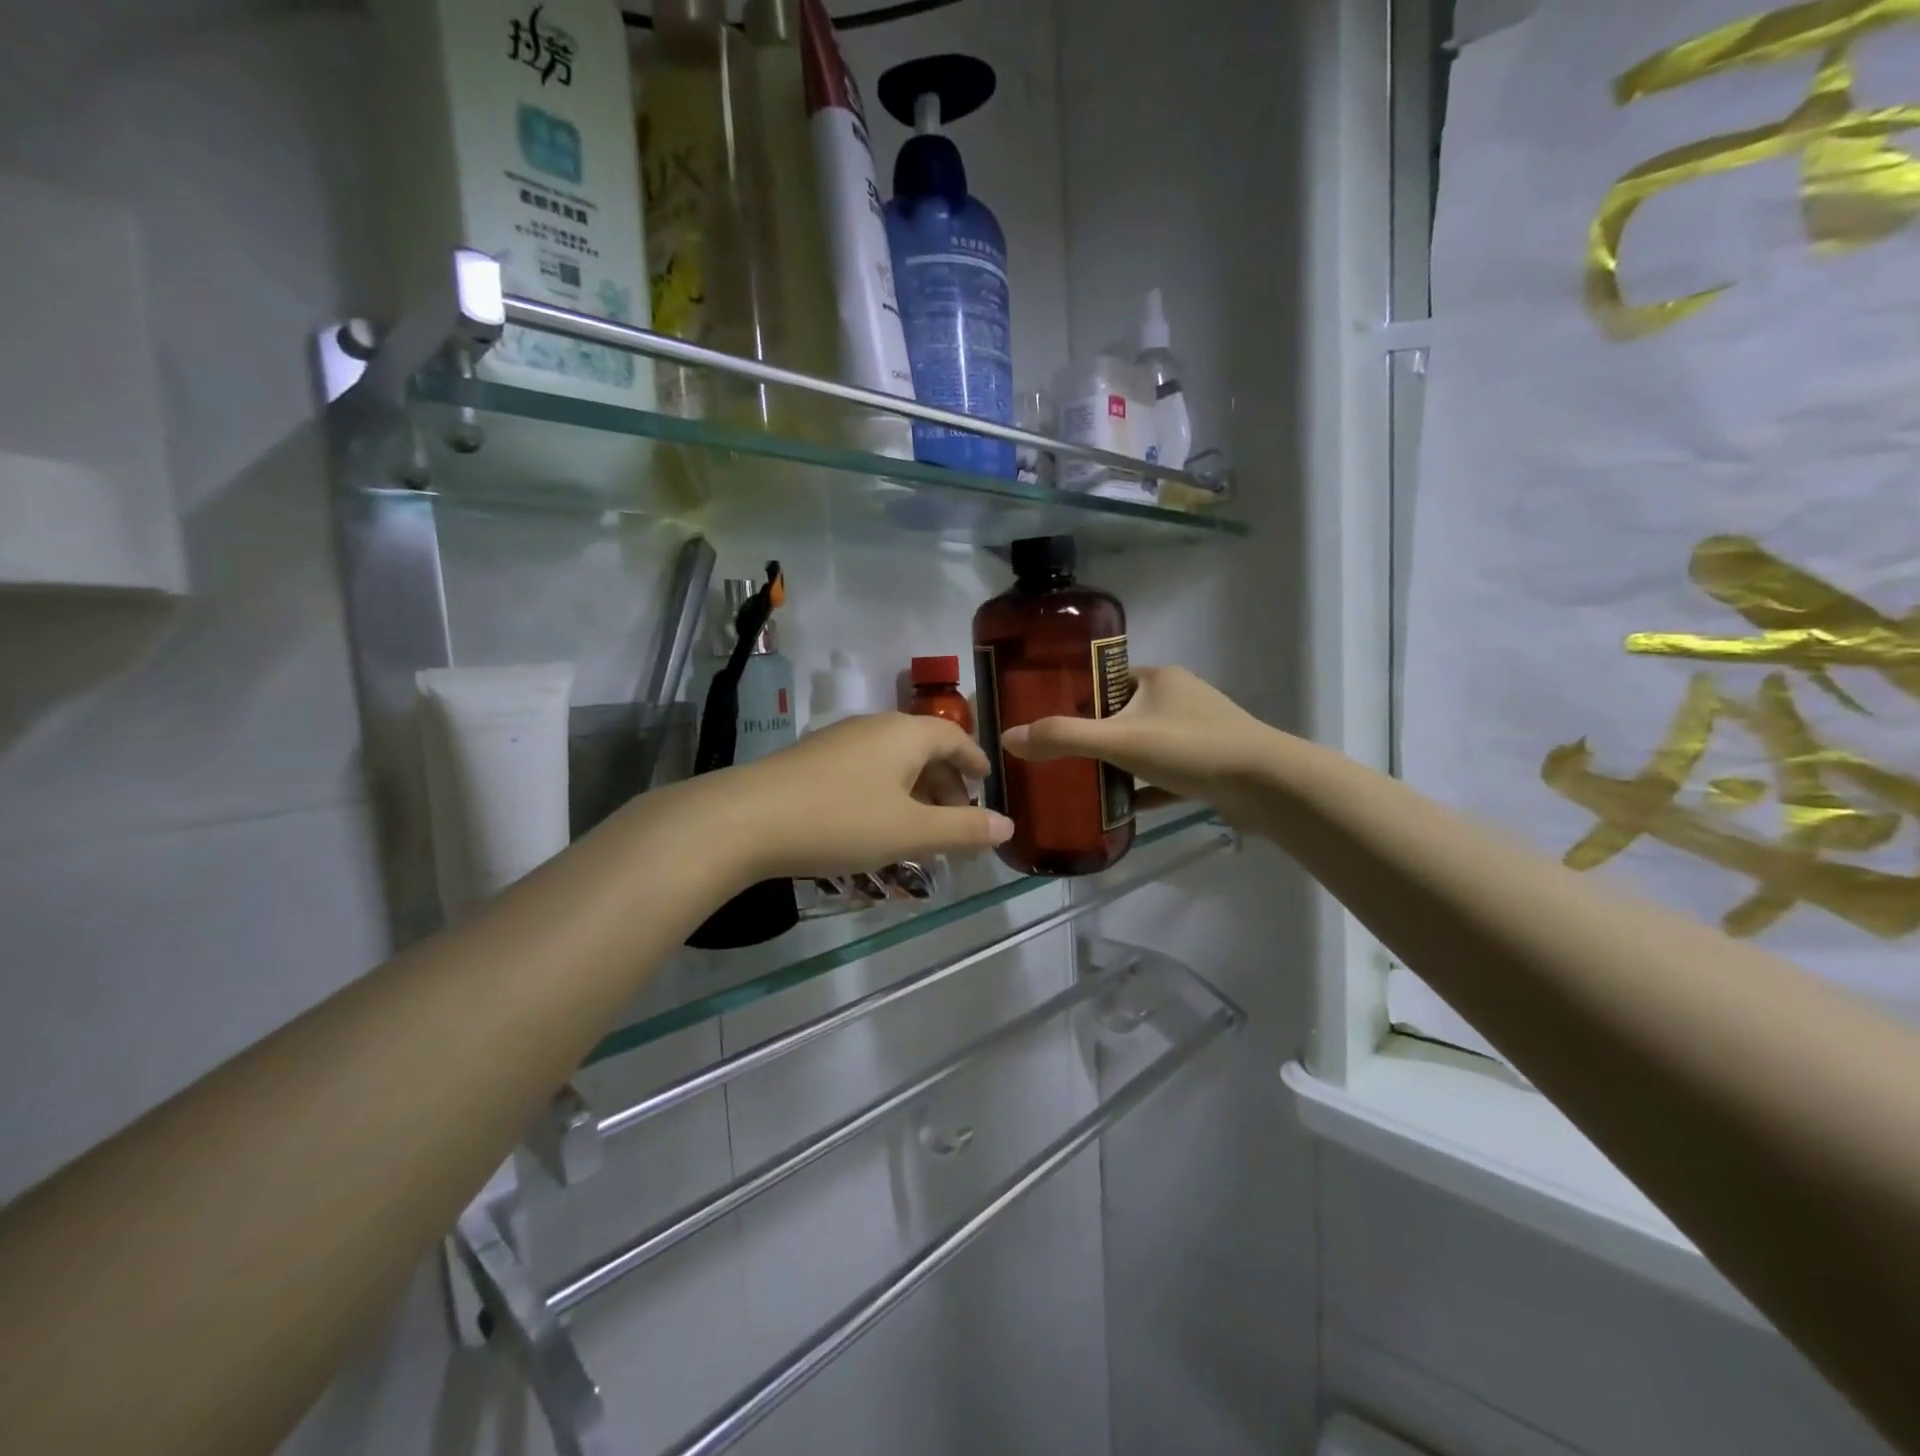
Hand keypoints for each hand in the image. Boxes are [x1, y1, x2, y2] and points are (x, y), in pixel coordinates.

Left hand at [726, 713, 1013, 879]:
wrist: (746, 819)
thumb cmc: (841, 820)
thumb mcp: (910, 832)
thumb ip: (963, 830)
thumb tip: (1007, 826)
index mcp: (905, 734)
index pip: (954, 737)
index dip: (974, 760)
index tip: (987, 783)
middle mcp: (874, 727)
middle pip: (923, 748)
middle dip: (946, 783)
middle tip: (957, 820)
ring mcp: (839, 740)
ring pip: (892, 761)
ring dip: (914, 791)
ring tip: (919, 829)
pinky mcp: (812, 759)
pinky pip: (865, 770)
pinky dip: (884, 793)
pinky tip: (874, 825)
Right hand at [1001, 665, 1275, 813]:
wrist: (1268, 786)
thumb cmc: (1190, 749)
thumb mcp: (1119, 740)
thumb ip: (1063, 738)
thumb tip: (1007, 738)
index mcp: (1158, 678)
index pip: (1105, 680)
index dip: (1075, 698)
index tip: (1046, 721)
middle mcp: (1179, 697)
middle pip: (1123, 714)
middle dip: (1094, 736)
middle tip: (1058, 758)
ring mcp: (1198, 732)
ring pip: (1145, 745)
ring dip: (1118, 763)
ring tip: (1081, 783)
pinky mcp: (1210, 765)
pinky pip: (1166, 775)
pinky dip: (1144, 788)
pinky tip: (1121, 810)